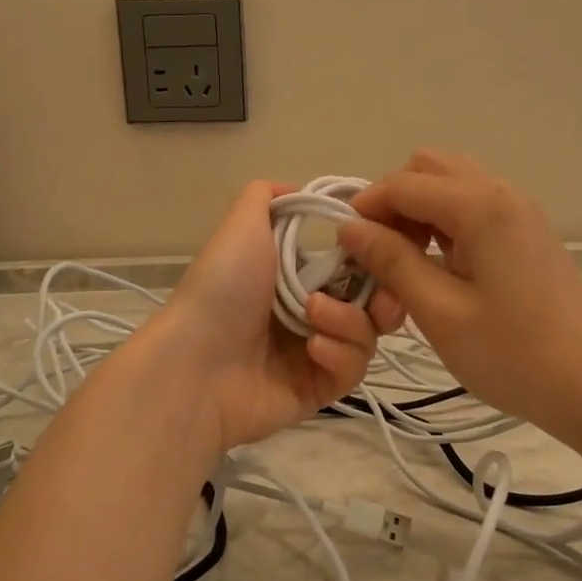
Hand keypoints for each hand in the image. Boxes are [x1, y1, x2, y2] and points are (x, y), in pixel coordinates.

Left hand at [144, 181, 403, 451]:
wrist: (196, 362)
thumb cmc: (223, 287)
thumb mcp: (241, 225)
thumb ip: (267, 196)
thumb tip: (300, 189)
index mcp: (295, 275)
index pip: (355, 265)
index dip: (376, 256)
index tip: (385, 247)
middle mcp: (310, 312)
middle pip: (373, 303)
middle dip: (383, 295)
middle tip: (378, 296)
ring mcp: (315, 354)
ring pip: (367, 336)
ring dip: (350, 322)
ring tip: (313, 316)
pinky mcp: (318, 390)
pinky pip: (352, 371)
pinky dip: (340, 354)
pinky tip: (313, 349)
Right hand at [336, 151, 581, 438]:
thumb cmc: (515, 355)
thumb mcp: (440, 312)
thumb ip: (391, 262)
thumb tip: (350, 228)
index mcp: (480, 205)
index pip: (403, 183)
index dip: (365, 209)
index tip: (344, 251)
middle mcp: (502, 193)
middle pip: (429, 169)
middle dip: (393, 203)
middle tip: (380, 256)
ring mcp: (520, 212)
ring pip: (452, 187)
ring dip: (419, 214)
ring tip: (407, 268)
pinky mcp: (528, 235)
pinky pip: (474, 210)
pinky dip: (444, 227)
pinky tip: (440, 273)